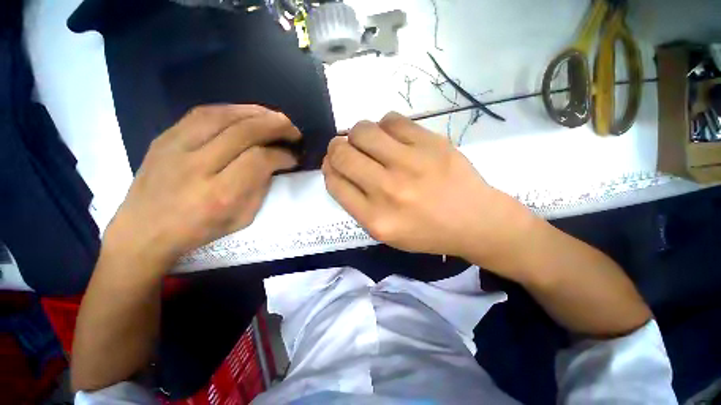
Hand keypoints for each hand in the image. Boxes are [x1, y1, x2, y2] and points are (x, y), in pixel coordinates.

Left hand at [105, 105, 299, 268]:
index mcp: (219, 194)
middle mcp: (197, 166)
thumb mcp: (241, 218)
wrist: (143, 231)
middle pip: (244, 131)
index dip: (282, 154)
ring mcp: (175, 147)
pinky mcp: (165, 137)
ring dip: (257, 113)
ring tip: (275, 118)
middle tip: (294, 131)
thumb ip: (261, 188)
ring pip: (224, 115)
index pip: (259, 159)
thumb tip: (275, 162)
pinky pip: (203, 113)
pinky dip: (232, 110)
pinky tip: (247, 114)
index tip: (294, 157)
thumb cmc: (199, 230)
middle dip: (277, 126)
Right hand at [322, 112, 534, 265]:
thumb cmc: (426, 231)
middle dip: (337, 148)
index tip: (334, 164)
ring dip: (358, 134)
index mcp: (375, 219)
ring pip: (362, 130)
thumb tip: (337, 168)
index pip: (334, 182)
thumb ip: (356, 203)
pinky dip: (385, 126)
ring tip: (370, 143)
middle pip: (342, 153)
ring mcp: (410, 163)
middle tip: (346, 149)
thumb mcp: (384, 232)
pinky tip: (392, 138)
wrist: (474, 221)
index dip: (329, 168)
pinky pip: (391, 120)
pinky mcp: (431, 143)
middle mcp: (388, 190)